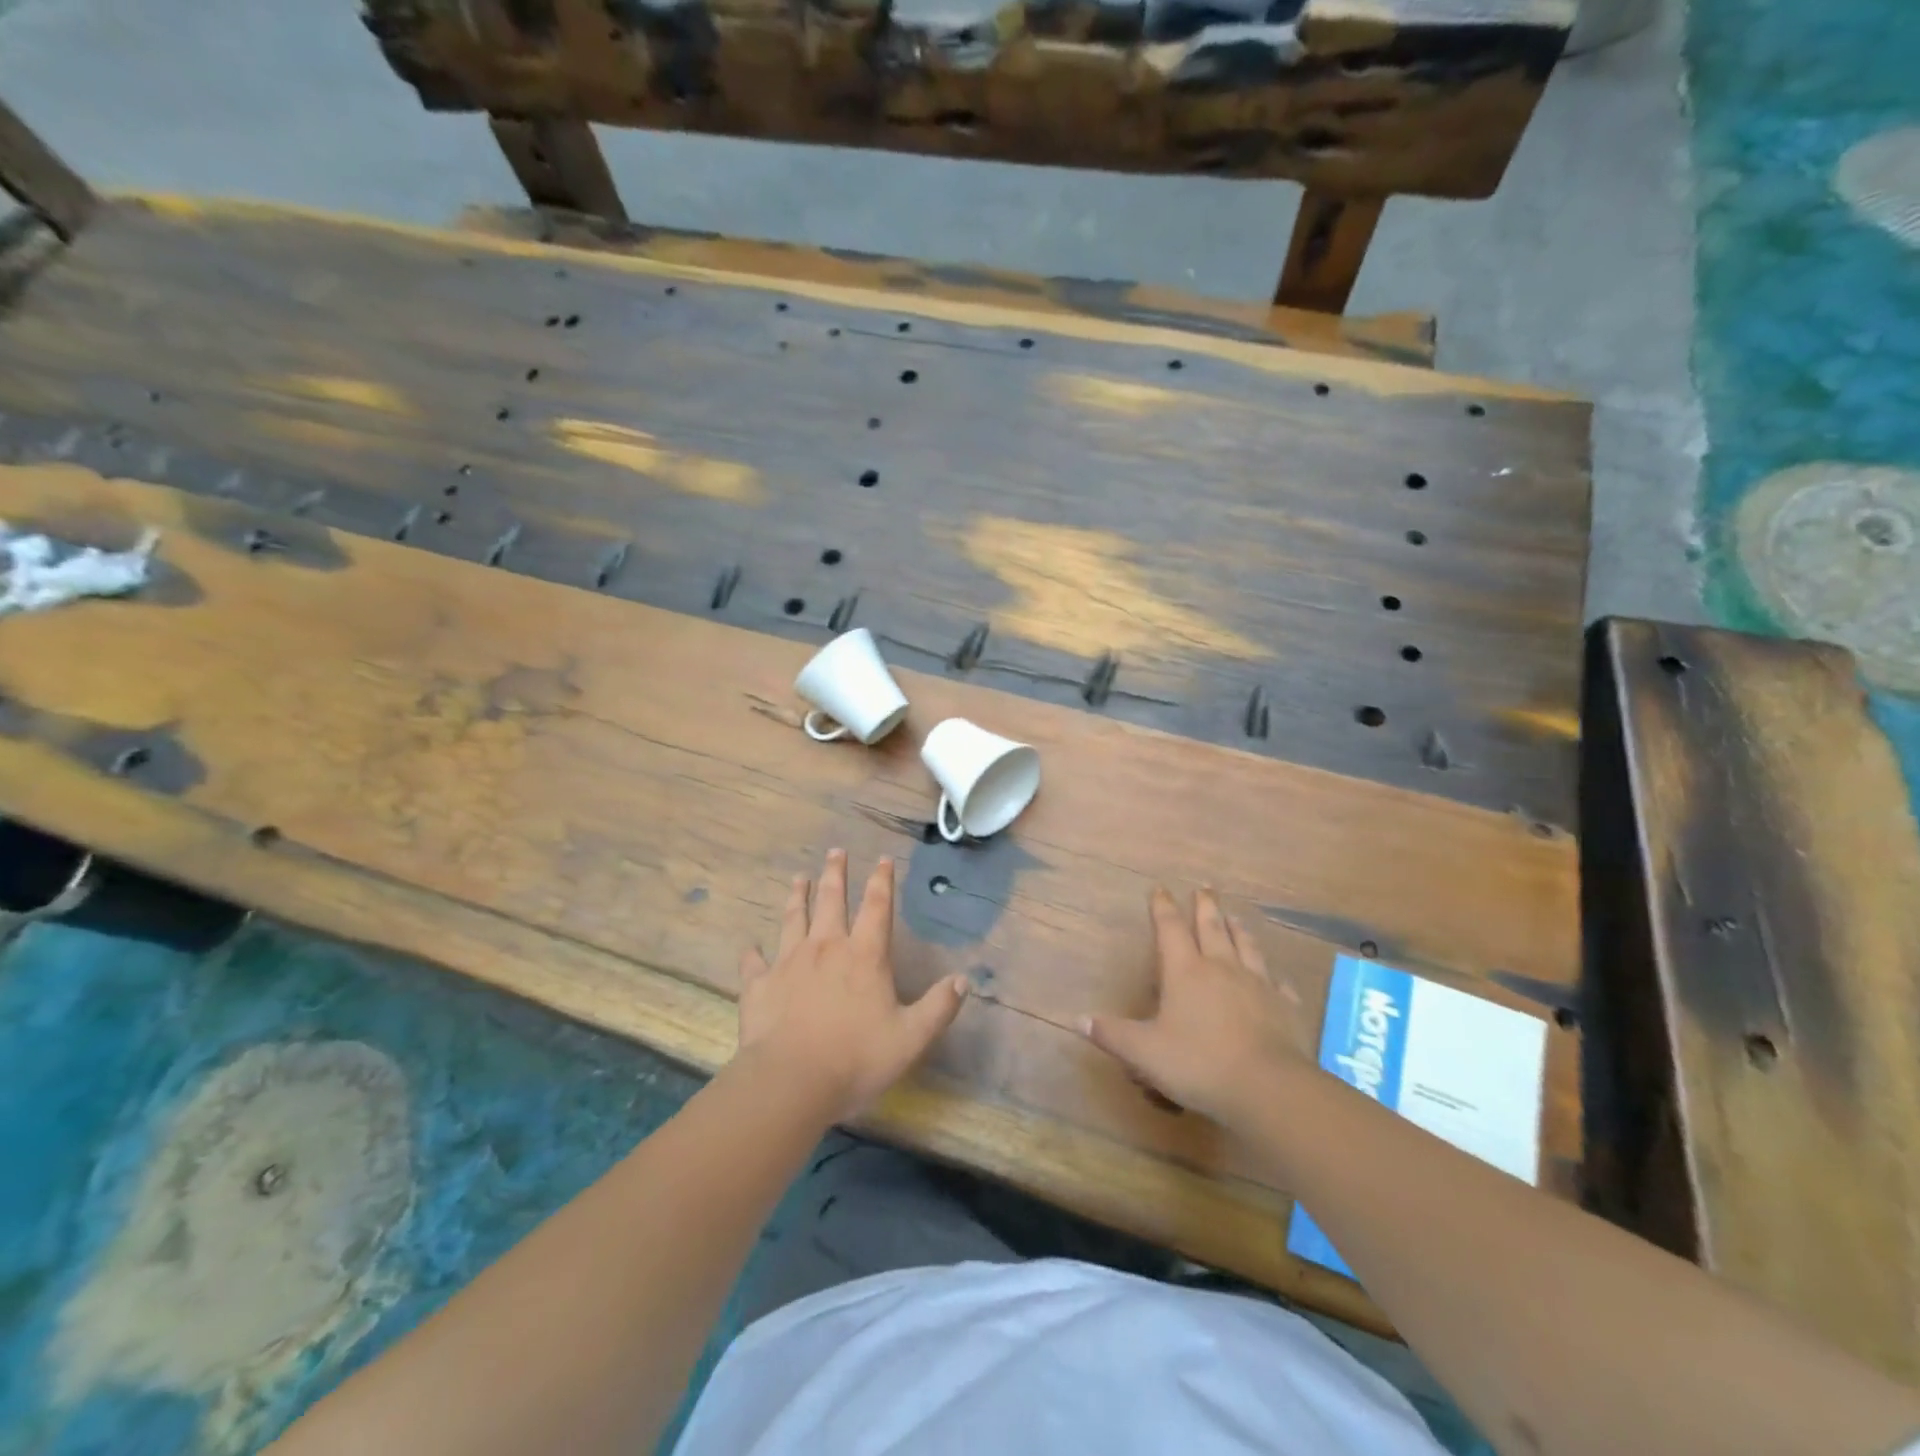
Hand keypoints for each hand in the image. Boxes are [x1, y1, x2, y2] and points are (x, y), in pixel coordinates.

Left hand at [736, 849, 969, 1121]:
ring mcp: (789, 963)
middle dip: (835, 873)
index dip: (882, 880)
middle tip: (835, 851)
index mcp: (864, 956)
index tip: (882, 858)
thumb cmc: (856, 1058)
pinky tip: (750, 948)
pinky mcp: (759, 985)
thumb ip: (938, 1007)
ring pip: (793, 919)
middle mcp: (826, 948)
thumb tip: (964, 980)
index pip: (877, 907)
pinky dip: (753, 955)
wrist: (791, 1081)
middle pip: (831, 900)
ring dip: (797, 897)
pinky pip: (754, 963)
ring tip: (798, 878)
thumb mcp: (911, 1038)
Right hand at [1080, 887, 1309, 1125]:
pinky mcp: (1284, 1006)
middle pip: (1211, 927)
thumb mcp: (1144, 1052)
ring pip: (1246, 946)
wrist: (1267, 1087)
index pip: (1170, 929)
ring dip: (1238, 929)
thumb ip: (1112, 1035)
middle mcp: (1221, 968)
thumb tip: (1077, 1019)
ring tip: (1235, 917)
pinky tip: (1275, 978)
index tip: (1159, 888)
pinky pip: (1278, 984)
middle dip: (1205, 906)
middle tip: (1204, 887)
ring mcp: (1257, 984)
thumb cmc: (1199, 1064)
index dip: (1162, 907)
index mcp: (1185, 971)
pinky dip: (1273, 976)